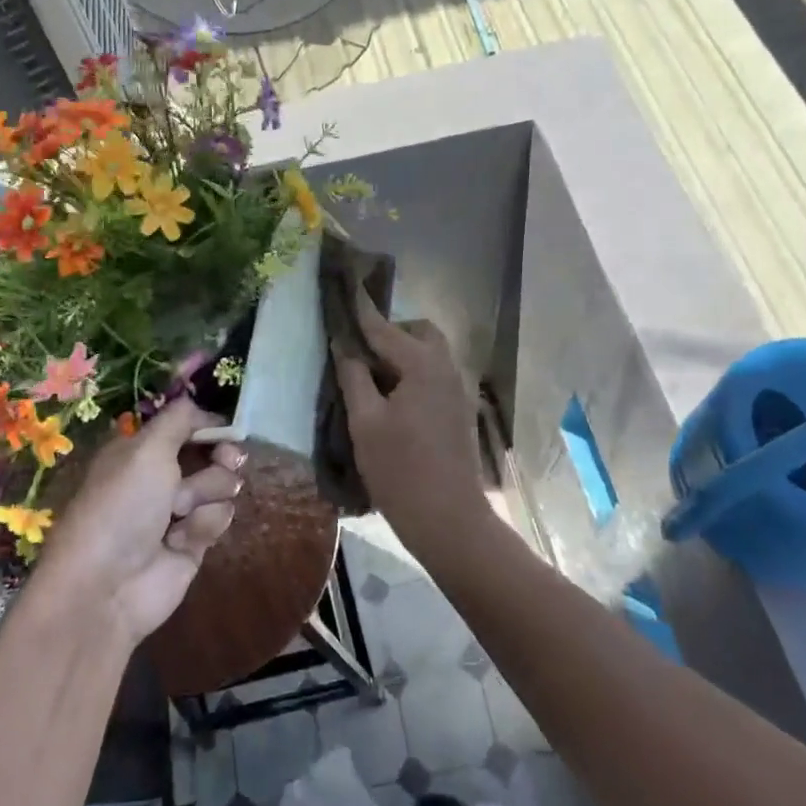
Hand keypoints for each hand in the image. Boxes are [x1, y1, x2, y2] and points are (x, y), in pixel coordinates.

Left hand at [34, 399, 244, 648]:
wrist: (106, 586)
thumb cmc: (121, 505)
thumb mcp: (146, 448)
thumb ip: (179, 419)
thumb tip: (200, 406)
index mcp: (142, 448)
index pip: (187, 424)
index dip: (210, 425)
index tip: (227, 431)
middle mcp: (160, 475)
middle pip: (212, 452)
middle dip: (221, 457)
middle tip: (227, 460)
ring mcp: (178, 510)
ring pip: (221, 485)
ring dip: (206, 494)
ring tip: (180, 514)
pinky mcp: (193, 542)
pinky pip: (219, 518)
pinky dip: (204, 525)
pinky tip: (181, 541)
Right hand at [333, 293, 491, 558]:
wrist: (449, 520)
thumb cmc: (400, 470)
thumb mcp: (365, 422)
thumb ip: (353, 376)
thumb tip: (344, 345)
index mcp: (423, 364)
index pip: (384, 327)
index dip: (361, 309)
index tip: (345, 285)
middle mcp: (447, 367)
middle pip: (418, 333)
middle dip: (390, 333)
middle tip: (359, 352)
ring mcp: (458, 390)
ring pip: (430, 354)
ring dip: (403, 354)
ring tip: (373, 378)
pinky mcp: (460, 410)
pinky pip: (435, 375)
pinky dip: (414, 373)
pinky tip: (394, 399)